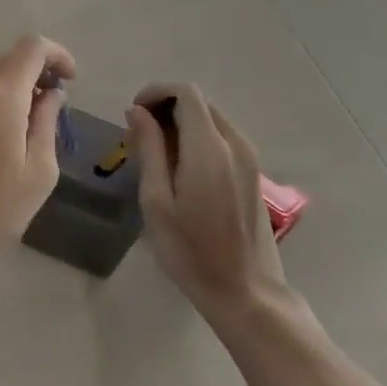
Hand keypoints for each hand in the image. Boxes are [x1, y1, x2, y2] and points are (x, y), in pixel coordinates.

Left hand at [0, 35, 76, 291]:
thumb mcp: (39, 171)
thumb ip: (47, 122)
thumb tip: (51, 94)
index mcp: (0, 94)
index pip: (32, 46)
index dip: (57, 55)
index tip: (70, 81)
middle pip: (8, 58)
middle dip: (35, 72)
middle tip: (52, 104)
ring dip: (11, 87)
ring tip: (27, 124)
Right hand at [129, 83, 288, 321]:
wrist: (246, 293)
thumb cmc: (191, 251)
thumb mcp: (157, 201)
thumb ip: (149, 149)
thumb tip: (138, 111)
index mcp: (209, 148)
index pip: (185, 92)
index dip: (156, 92)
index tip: (133, 115)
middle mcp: (235, 144)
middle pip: (198, 102)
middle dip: (165, 107)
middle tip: (138, 138)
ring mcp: (249, 158)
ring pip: (211, 119)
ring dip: (181, 123)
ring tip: (155, 155)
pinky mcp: (252, 173)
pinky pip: (222, 138)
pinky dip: (197, 138)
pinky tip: (180, 169)